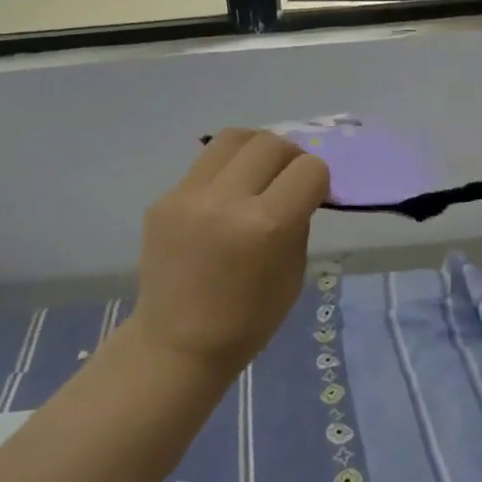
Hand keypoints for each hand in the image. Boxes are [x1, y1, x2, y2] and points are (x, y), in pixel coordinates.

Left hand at [131, 129, 331, 379]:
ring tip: (257, 174)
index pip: (309, 169)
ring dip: (255, 150)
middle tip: (288, 179)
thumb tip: (297, 187)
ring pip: (233, 138)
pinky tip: (223, 201)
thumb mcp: (293, 272)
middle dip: (290, 157)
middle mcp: (227, 200)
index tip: (313, 196)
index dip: (318, 180)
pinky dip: (224, 174)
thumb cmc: (248, 319)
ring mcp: (188, 196)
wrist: (178, 343)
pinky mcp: (163, 199)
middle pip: (271, 143)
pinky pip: (204, 167)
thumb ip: (297, 221)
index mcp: (267, 225)